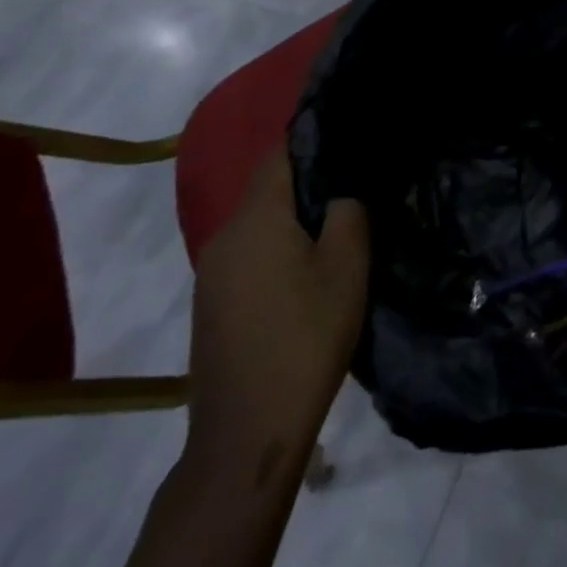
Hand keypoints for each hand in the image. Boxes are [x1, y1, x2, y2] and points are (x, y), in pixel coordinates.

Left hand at [184, 151, 369, 486]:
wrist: (246, 435)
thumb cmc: (305, 338)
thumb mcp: (347, 267)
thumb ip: (348, 212)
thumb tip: (341, 191)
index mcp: (255, 220)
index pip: (279, 155)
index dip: (313, 137)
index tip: (348, 131)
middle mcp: (224, 238)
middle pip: (268, 189)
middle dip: (309, 180)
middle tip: (355, 182)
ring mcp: (212, 275)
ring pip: (259, 224)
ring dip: (294, 218)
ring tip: (337, 224)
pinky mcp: (212, 306)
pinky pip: (250, 254)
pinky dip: (278, 248)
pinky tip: (308, 269)